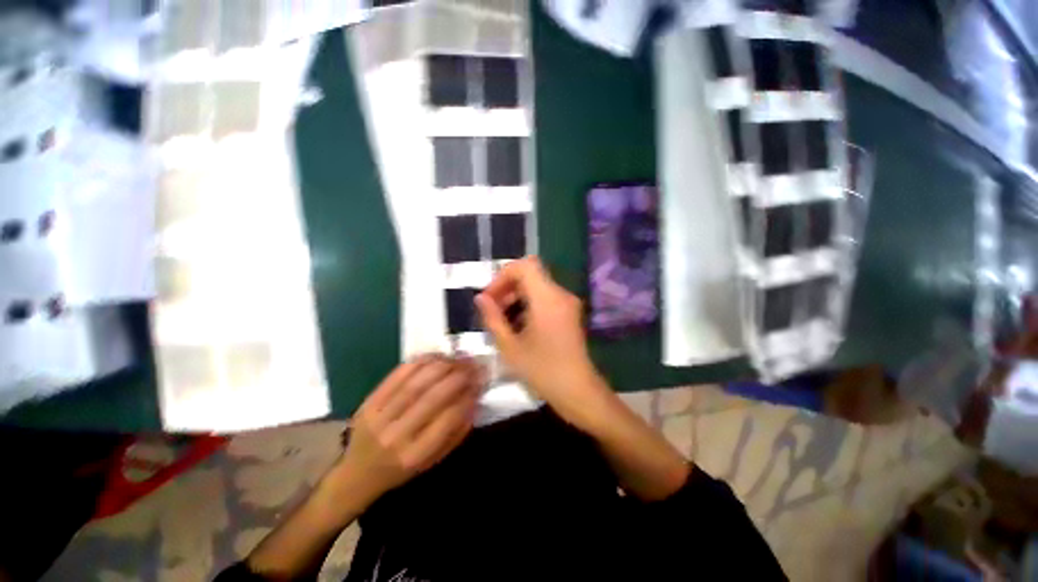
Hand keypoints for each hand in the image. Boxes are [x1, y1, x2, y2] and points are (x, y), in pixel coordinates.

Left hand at [335, 355, 481, 502]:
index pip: (448, 419)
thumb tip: (474, 401)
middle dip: (458, 376)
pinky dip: (420, 362)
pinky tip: (436, 356)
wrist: (356, 474)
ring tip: (458, 358)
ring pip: (416, 382)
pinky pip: (397, 376)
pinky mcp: (369, 402)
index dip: (467, 396)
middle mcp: (396, 436)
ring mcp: (379, 417)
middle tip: (473, 364)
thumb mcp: (432, 461)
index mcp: (415, 455)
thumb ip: (456, 433)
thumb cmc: (401, 470)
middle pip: (432, 397)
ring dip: (442, 365)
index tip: (480, 383)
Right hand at [475, 257, 608, 425]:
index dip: (503, 275)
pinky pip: (545, 298)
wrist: (578, 391)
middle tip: (492, 310)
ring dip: (517, 296)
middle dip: (507, 287)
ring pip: (537, 286)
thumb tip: (481, 298)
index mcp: (547, 298)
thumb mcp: (510, 346)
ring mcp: (568, 303)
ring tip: (503, 320)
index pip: (525, 265)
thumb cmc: (542, 370)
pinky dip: (529, 304)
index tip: (490, 297)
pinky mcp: (570, 313)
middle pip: (530, 274)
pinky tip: (519, 326)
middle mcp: (560, 294)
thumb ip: (493, 318)